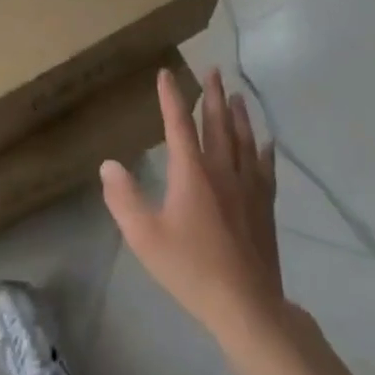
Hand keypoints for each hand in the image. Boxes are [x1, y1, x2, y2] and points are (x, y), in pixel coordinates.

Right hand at [100, 69, 284, 341]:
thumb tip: (108, 164)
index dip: (171, 97)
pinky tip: (266, 142)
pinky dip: (264, 150)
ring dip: (238, 115)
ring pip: (244, 140)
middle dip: (212, 95)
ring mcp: (248, 186)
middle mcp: (222, 170)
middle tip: (213, 69)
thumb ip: (124, 198)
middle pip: (217, 124)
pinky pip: (265, 168)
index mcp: (192, 173)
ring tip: (236, 95)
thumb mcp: (144, 236)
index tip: (166, 73)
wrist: (246, 304)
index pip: (178, 124)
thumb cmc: (190, 269)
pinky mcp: (265, 206)